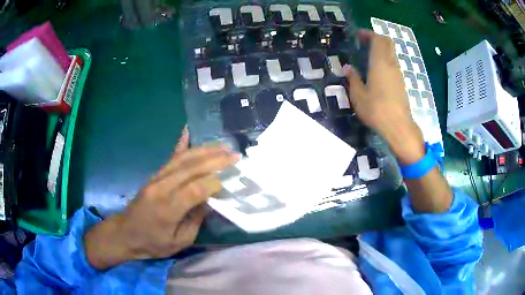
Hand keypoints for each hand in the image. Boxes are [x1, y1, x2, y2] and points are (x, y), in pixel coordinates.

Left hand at [84, 128, 238, 269]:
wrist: (125, 233)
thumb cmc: (153, 243)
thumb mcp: (179, 242)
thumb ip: (196, 221)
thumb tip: (208, 200)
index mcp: (168, 209)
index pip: (195, 189)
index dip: (214, 183)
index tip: (231, 179)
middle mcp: (162, 188)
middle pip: (191, 168)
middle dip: (215, 159)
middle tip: (234, 155)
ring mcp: (156, 178)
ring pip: (182, 158)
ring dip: (204, 150)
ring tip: (222, 145)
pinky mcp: (154, 175)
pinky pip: (170, 157)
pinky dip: (181, 144)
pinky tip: (187, 130)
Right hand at [345, 30, 424, 164]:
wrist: (398, 127)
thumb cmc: (376, 109)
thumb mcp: (358, 95)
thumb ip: (353, 78)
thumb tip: (348, 68)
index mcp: (379, 63)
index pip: (378, 39)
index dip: (368, 34)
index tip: (358, 35)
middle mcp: (391, 64)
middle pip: (387, 43)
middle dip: (376, 39)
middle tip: (364, 44)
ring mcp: (398, 74)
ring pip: (391, 53)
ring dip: (381, 50)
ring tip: (368, 58)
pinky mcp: (401, 83)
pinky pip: (393, 64)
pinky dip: (385, 61)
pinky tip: (377, 72)